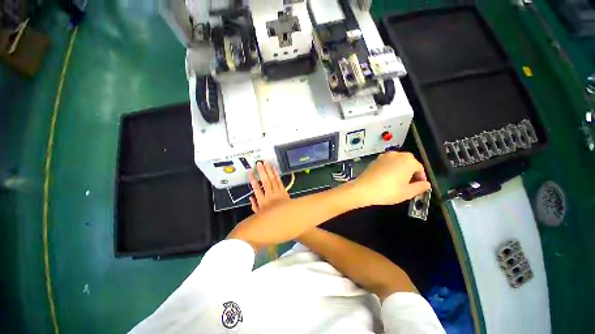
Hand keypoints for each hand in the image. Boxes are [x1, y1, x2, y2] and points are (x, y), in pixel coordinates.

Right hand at [249, 161, 289, 212]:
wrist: (287, 218)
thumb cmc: (272, 217)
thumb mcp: (260, 215)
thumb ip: (254, 206)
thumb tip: (251, 197)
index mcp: (262, 202)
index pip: (256, 188)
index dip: (253, 179)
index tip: (251, 172)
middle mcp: (270, 196)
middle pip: (265, 182)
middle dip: (262, 172)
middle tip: (259, 163)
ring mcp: (278, 193)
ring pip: (273, 180)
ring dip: (269, 171)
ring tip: (266, 163)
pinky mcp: (284, 191)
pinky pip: (280, 182)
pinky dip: (277, 175)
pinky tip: (274, 169)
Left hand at [349, 152, 430, 206]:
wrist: (364, 189)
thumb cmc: (388, 191)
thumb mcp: (408, 192)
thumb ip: (420, 187)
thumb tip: (427, 184)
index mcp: (408, 161)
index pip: (419, 168)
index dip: (421, 178)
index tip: (420, 186)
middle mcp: (396, 155)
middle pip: (408, 162)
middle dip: (411, 172)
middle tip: (409, 184)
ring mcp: (384, 156)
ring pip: (397, 161)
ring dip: (400, 169)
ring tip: (398, 181)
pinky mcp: (375, 160)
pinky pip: (387, 162)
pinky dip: (390, 168)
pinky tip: (386, 178)